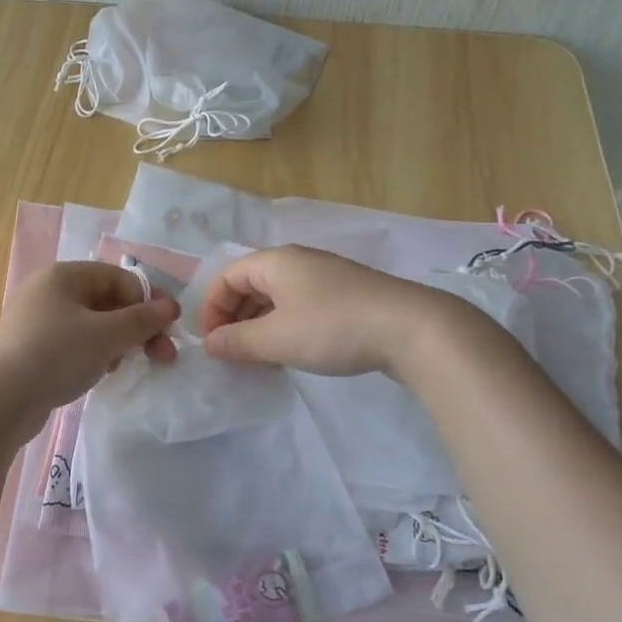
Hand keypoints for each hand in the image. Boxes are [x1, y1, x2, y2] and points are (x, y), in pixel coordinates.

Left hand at [0, 262, 178, 433]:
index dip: (148, 302)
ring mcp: (38, 321)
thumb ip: (142, 320)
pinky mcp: (33, 349)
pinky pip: (75, 344)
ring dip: (118, 343)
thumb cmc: (55, 355)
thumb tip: (171, 306)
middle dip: (138, 327)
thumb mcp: (105, 335)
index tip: (168, 331)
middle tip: (163, 356)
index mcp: (64, 276)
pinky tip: (101, 374)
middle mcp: (49, 291)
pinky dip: (94, 355)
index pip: (120, 278)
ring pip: (93, 325)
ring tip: (127, 366)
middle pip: (107, 301)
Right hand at [199, 245, 438, 377]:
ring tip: (259, 359)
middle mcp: (297, 262)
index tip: (211, 344)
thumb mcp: (277, 338)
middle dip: (235, 319)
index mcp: (275, 262)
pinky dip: (285, 327)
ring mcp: (324, 277)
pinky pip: (300, 306)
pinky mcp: (346, 295)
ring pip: (276, 298)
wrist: (411, 328)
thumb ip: (237, 341)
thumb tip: (210, 344)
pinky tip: (291, 352)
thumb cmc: (333, 327)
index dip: (211, 309)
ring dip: (259, 326)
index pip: (227, 277)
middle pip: (250, 285)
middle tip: (232, 354)